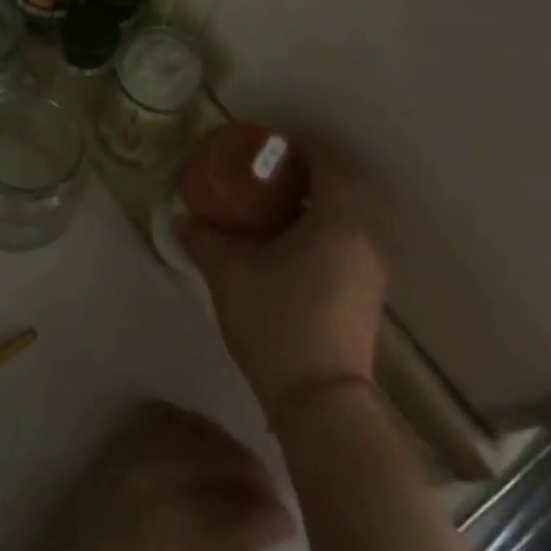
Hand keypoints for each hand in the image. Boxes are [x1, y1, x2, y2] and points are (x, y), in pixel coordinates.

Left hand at [18, 402, 292, 550]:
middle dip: (253, 475)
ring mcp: (134, 453)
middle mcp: (163, 474)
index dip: (274, 513)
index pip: (250, 504)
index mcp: (189, 523)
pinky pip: (157, 415)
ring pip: (194, 427)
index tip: (286, 523)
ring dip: (221, 445)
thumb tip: (269, 528)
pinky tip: (195, 444)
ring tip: (234, 469)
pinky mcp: (113, 446)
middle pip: (224, 456)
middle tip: (266, 498)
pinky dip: (184, 423)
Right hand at [176, 139, 388, 423]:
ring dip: (311, 204)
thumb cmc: (278, 324)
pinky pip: (343, 244)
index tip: (268, 143)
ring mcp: (369, 273)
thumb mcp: (229, 273)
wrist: (323, 407)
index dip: (301, 144)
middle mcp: (364, 240)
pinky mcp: (364, 299)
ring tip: (268, 208)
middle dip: (303, 173)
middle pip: (340, 187)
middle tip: (262, 173)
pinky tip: (283, 249)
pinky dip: (317, 232)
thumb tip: (181, 219)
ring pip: (343, 218)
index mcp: (339, 221)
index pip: (330, 161)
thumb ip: (204, 239)